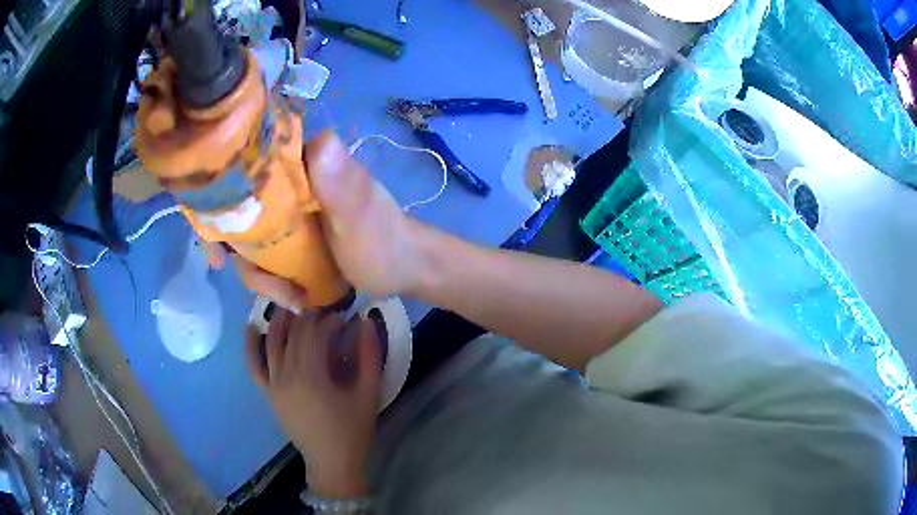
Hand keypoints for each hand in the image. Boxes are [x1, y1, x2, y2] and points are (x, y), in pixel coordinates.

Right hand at [207, 131, 424, 311]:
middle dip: (238, 250)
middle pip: (240, 211)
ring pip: (251, 238)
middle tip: (256, 282)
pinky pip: (265, 254)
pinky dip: (270, 279)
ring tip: (290, 296)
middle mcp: (290, 185)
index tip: (218, 248)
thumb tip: (322, 140)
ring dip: (261, 274)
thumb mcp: (361, 216)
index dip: (220, 205)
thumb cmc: (384, 241)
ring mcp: (290, 214)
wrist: (403, 269)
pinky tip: (292, 296)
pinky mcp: (293, 238)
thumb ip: (342, 184)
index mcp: (303, 166)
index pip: (246, 171)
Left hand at [245, 309, 381, 497]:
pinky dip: (251, 346)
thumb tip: (367, 321)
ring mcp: (273, 383)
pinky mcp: (268, 393)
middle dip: (309, 317)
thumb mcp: (368, 393)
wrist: (331, 463)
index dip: (330, 319)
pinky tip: (252, 327)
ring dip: (281, 321)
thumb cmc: (353, 430)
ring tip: (292, 305)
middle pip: (294, 334)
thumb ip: (369, 355)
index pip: (316, 332)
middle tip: (324, 309)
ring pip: (273, 342)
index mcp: (312, 374)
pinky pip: (254, 366)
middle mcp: (287, 374)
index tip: (344, 317)